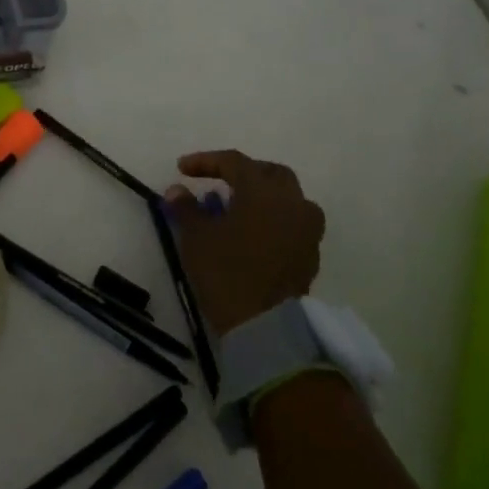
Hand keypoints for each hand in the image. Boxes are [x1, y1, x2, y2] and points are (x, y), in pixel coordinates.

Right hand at [165, 151, 324, 336]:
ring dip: (264, 196)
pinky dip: (274, 220)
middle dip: (243, 172)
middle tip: (219, 181)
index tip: (182, 169)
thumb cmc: (226, 272)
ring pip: (289, 198)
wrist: (264, 327)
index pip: (234, 162)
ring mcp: (307, 230)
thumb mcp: (196, 236)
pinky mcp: (310, 256)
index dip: (205, 161)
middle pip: (270, 173)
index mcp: (263, 191)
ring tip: (239, 208)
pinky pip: (294, 224)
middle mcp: (292, 203)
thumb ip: (186, 207)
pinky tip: (254, 234)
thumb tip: (177, 190)